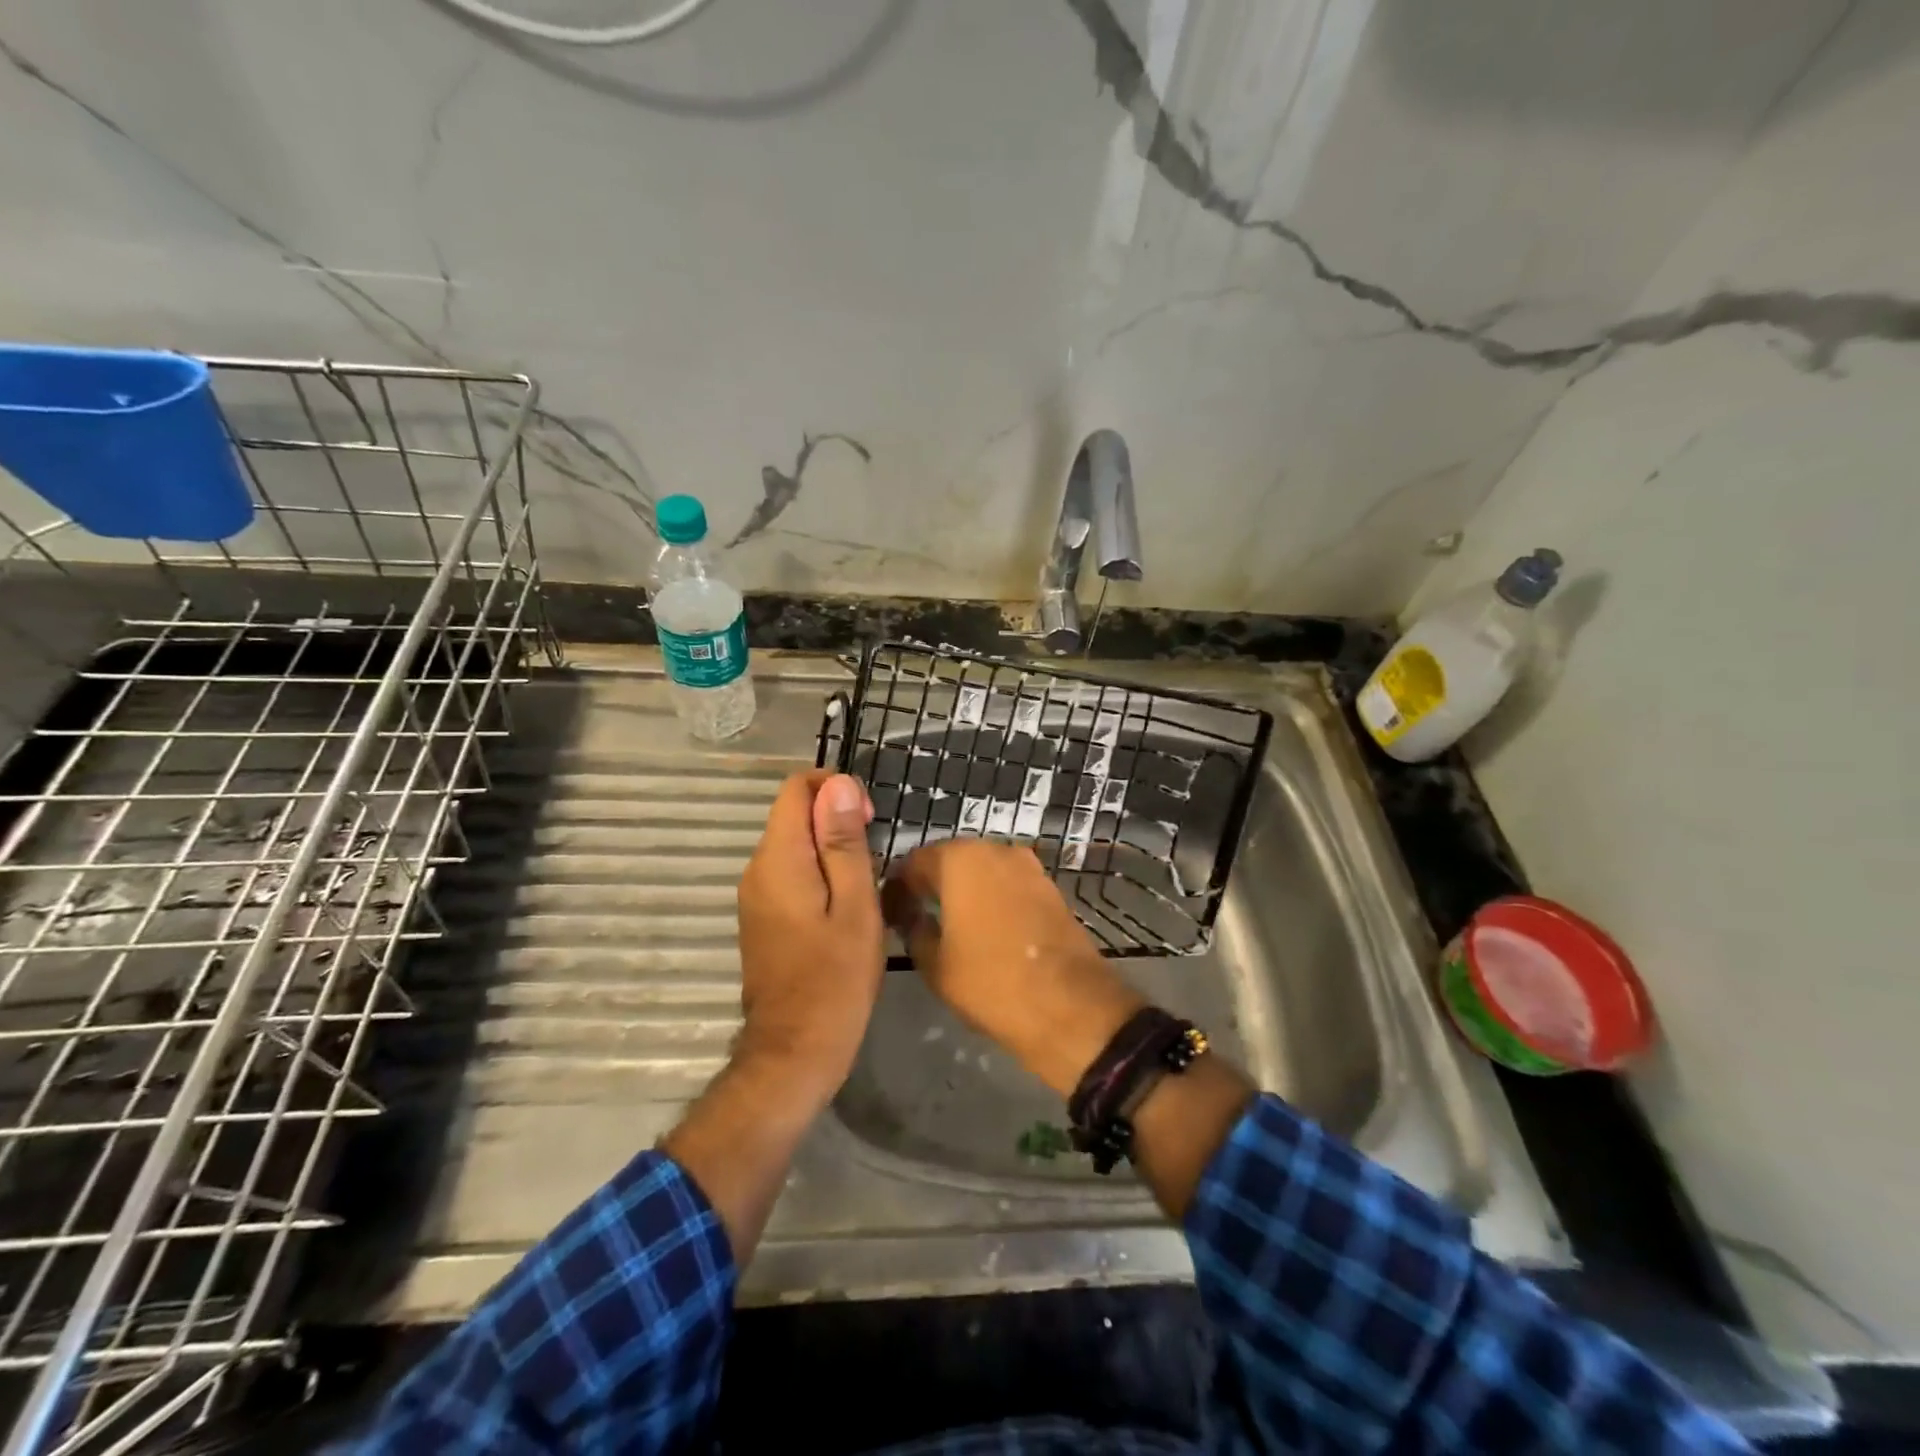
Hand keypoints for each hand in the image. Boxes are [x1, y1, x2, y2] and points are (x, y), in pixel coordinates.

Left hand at [734, 770, 884, 1108]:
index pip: (796, 787)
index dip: (835, 789)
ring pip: (794, 844)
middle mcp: (757, 868)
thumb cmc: (835, 979)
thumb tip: (838, 784)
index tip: (868, 822)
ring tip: (865, 885)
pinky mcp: (762, 916)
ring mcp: (755, 894)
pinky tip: (845, 906)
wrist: (794, 1052)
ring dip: (830, 848)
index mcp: (778, 858)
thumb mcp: (854, 905)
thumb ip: (843, 842)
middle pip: (794, 813)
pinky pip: (790, 872)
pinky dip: (819, 872)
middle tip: (874, 859)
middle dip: (836, 820)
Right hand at [883, 841, 1145, 1097]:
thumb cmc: (990, 982)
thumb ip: (914, 929)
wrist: (1069, 1006)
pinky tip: (985, 928)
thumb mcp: (934, 963)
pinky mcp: (1050, 886)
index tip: (890, 913)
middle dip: (932, 883)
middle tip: (916, 915)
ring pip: (982, 870)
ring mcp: (1028, 866)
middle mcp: (994, 849)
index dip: (897, 888)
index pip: (913, 862)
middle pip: (951, 860)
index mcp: (959, 859)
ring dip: (964, 889)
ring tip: (951, 924)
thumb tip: (909, 913)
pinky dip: (993, 897)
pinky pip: (1008, 884)